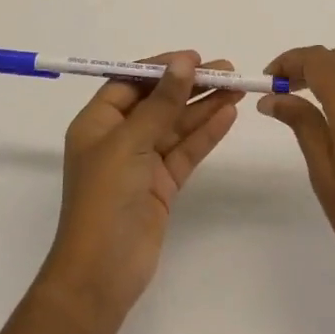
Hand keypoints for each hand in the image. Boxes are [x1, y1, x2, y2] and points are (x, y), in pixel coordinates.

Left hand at [35, 52, 243, 328]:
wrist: (100, 275)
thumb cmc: (105, 199)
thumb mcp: (130, 143)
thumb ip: (161, 103)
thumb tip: (183, 62)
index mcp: (97, 122)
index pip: (131, 82)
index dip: (161, 68)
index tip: (194, 58)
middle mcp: (118, 137)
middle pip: (158, 101)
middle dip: (190, 85)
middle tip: (227, 70)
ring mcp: (141, 163)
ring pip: (176, 126)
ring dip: (204, 106)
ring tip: (237, 87)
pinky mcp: (161, 186)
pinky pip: (185, 151)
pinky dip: (205, 134)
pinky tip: (228, 115)